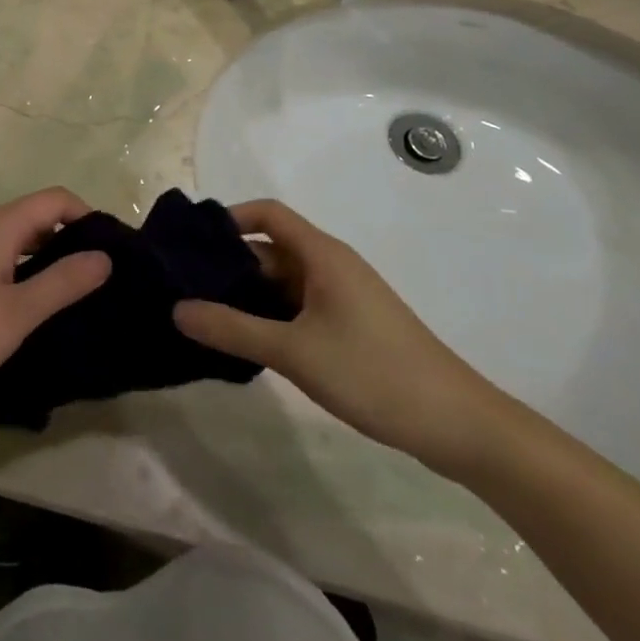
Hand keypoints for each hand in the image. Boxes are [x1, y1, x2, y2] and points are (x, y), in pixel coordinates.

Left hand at [0, 188, 112, 423]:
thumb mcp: (18, 312)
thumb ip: (63, 282)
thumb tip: (104, 256)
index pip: (54, 199)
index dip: (86, 216)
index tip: (110, 252)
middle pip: (34, 216)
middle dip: (69, 239)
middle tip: (99, 279)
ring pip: (14, 239)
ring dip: (44, 258)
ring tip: (72, 296)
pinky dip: (20, 269)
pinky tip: (29, 306)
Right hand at [174, 199, 514, 477]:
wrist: (462, 427)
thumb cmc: (376, 373)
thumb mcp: (295, 352)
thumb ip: (233, 329)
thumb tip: (176, 309)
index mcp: (322, 255)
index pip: (267, 213)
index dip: (229, 219)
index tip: (193, 243)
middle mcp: (331, 267)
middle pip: (270, 249)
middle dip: (229, 264)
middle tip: (186, 287)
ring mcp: (343, 298)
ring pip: (282, 283)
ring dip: (248, 295)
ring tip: (207, 317)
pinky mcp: (351, 328)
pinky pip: (298, 308)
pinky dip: (270, 317)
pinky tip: (247, 344)